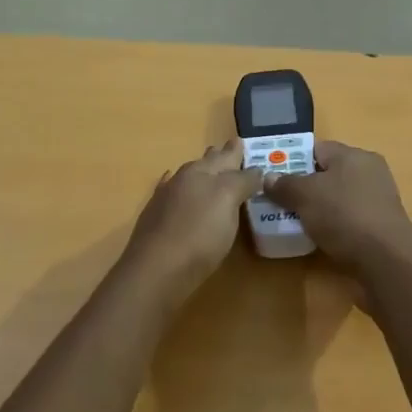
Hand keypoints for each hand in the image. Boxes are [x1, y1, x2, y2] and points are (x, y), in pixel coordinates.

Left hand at [128, 141, 263, 286]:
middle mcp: (183, 179)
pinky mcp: (155, 219)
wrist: (156, 269)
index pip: (225, 157)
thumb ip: (242, 182)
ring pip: (188, 177)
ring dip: (201, 172)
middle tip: (231, 149)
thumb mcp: (228, 202)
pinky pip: (170, 193)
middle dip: (219, 157)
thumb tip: (256, 169)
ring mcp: (166, 198)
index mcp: (203, 172)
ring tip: (209, 168)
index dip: (236, 151)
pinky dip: (177, 186)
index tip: (242, 142)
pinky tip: (174, 185)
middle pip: (205, 163)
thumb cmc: (199, 234)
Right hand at [261, 140, 411, 269]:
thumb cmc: (344, 215)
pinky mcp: (380, 227)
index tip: (273, 176)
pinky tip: (316, 238)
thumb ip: (284, 184)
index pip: (317, 149)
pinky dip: (331, 226)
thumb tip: (268, 178)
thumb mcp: (305, 196)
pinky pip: (347, 219)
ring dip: (316, 209)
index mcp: (354, 156)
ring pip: (337, 198)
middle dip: (303, 186)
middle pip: (327, 174)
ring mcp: (377, 201)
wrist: (386, 262)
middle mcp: (369, 172)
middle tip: (278, 200)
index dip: (293, 159)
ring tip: (291, 221)